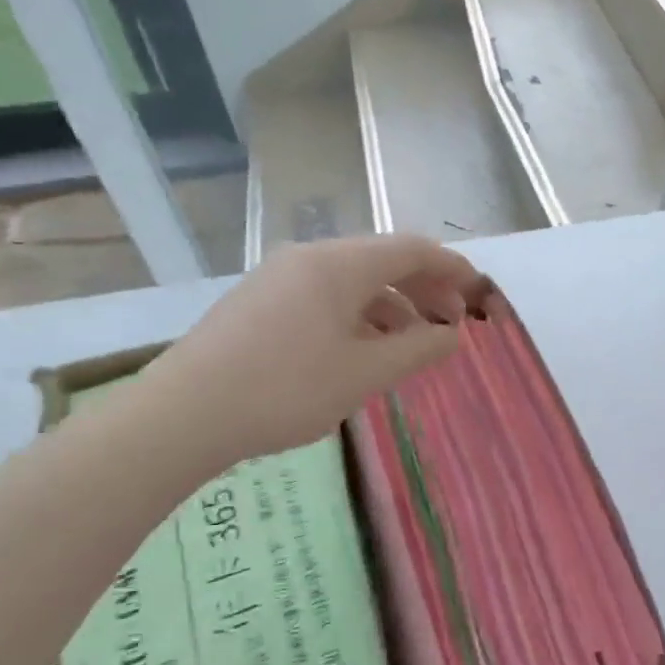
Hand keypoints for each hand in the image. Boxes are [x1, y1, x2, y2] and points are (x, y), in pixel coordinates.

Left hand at [145, 234, 485, 464]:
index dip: (453, 268)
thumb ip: (419, 349)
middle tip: (451, 325)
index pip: (412, 249)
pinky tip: (364, 350)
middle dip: (425, 289)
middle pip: (383, 261)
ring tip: (412, 344)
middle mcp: (310, 258)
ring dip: (393, 306)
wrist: (185, 415)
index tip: (479, 294)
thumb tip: (453, 334)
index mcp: (339, 264)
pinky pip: (325, 296)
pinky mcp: (260, 302)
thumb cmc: (286, 389)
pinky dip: (359, 315)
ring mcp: (280, 278)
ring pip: (353, 281)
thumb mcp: (366, 373)